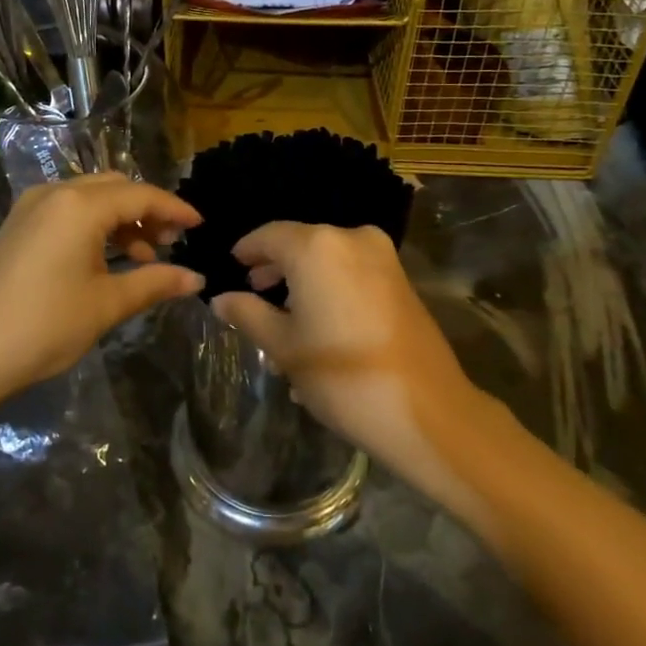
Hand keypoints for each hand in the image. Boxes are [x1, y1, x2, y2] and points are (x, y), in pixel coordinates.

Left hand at [0, 173, 203, 408]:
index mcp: (79, 205)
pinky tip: (106, 258)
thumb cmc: (44, 326)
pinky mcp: (17, 225)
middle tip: (171, 243)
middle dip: (147, 211)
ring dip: (121, 220)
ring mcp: (30, 207)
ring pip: (90, 198)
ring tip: (143, 257)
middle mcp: (54, 193)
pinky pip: (67, 211)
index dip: (174, 209)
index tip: (200, 225)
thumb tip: (196, 279)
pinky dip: (94, 226)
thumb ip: (155, 283)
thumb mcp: (106, 304)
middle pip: (115, 188)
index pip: (140, 195)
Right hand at [210, 223, 484, 489]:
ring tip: (282, 312)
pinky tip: (318, 319)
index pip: (269, 236)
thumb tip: (220, 298)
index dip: (247, 250)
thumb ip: (248, 313)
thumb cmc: (341, 376)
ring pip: (328, 257)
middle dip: (276, 266)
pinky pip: (352, 270)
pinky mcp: (401, 279)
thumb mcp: (283, 346)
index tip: (231, 266)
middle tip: (252, 291)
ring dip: (303, 277)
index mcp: (316, 247)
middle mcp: (351, 238)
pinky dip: (330, 284)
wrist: (425, 409)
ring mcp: (382, 257)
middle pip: (301, 243)